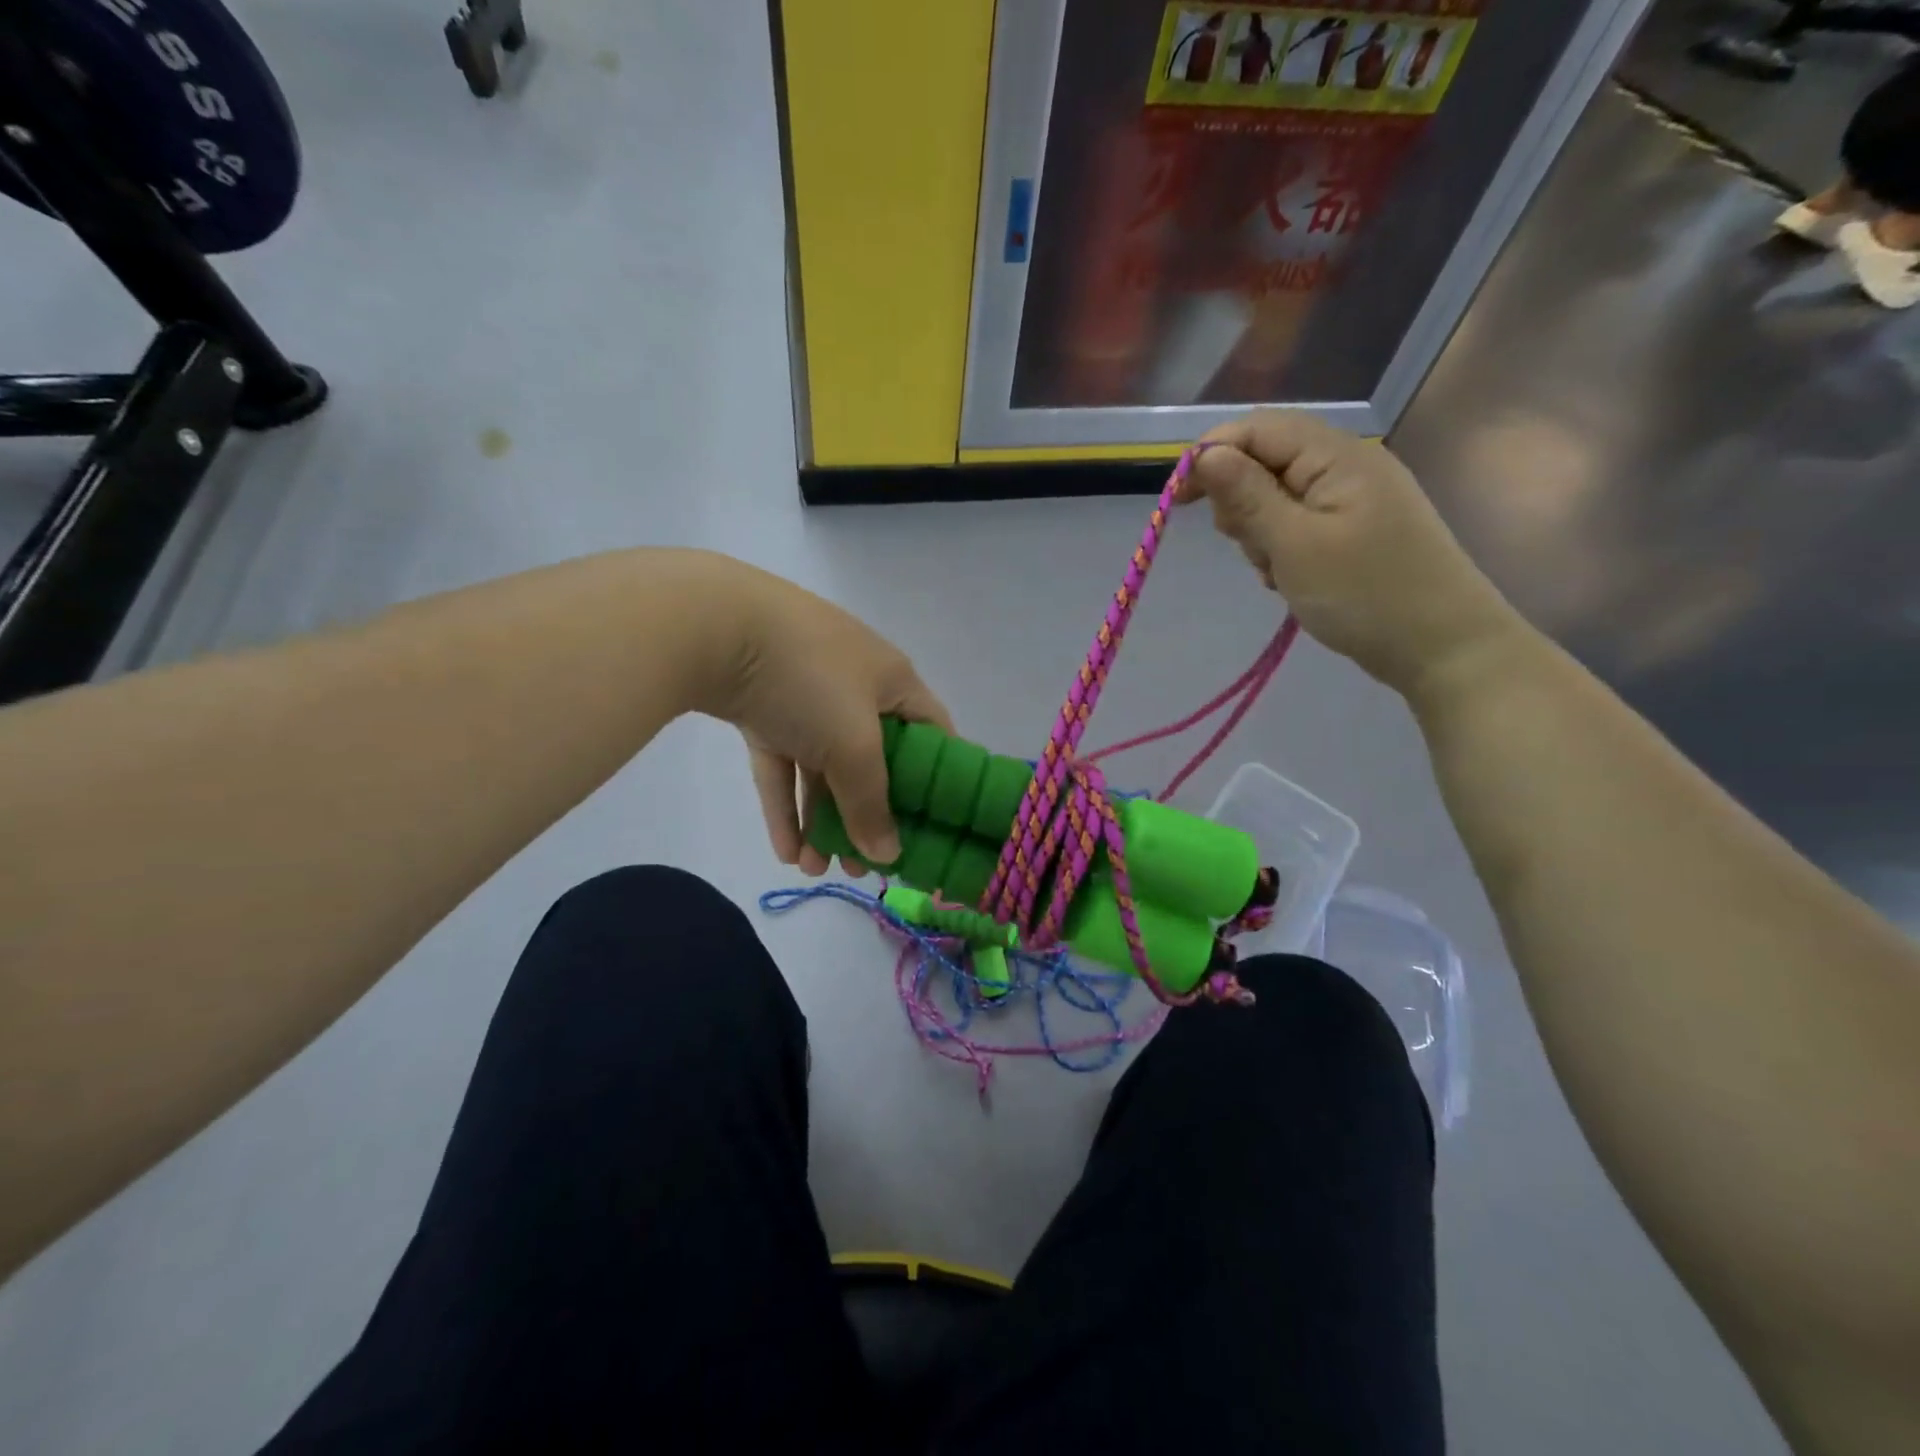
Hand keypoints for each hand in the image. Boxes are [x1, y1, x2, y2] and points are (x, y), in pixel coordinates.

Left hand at [700, 559, 949, 875]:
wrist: (711, 626)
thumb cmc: (809, 680)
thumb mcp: (852, 746)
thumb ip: (871, 804)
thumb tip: (887, 856)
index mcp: (892, 681)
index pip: (933, 732)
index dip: (939, 780)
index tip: (932, 827)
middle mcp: (855, 686)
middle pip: (874, 759)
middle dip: (867, 815)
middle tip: (862, 865)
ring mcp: (805, 694)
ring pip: (822, 767)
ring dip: (820, 819)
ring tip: (813, 869)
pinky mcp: (761, 707)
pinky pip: (781, 762)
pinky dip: (783, 804)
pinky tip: (783, 852)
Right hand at [1182, 411, 1524, 700]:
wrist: (1442, 647)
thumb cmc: (1364, 594)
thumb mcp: (1293, 545)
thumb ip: (1247, 495)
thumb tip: (1204, 453)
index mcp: (1337, 455)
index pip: (1258, 429)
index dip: (1211, 455)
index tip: (1177, 502)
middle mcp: (1346, 465)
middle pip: (1266, 460)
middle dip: (1240, 502)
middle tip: (1249, 546)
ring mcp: (1353, 499)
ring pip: (1278, 497)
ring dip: (1261, 532)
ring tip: (1276, 571)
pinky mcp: (1354, 530)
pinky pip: (1298, 525)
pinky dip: (1281, 548)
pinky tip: (1290, 579)